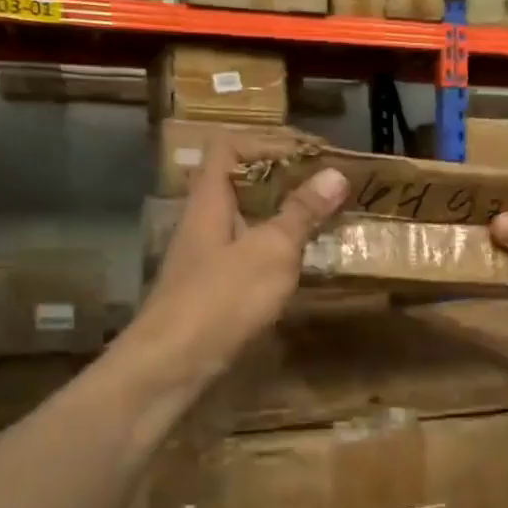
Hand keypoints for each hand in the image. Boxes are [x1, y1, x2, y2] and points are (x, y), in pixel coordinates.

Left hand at [125, 133, 347, 387]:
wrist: (172, 365)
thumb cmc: (221, 299)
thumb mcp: (271, 251)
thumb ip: (301, 213)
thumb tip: (335, 174)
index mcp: (210, 201)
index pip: (228, 148)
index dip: (266, 142)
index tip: (309, 154)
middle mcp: (202, 223)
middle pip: (237, 184)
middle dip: (281, 180)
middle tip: (323, 188)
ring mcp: (204, 259)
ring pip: (243, 221)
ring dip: (279, 217)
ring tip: (320, 222)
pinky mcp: (210, 290)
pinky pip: (246, 255)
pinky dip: (273, 251)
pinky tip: (297, 267)